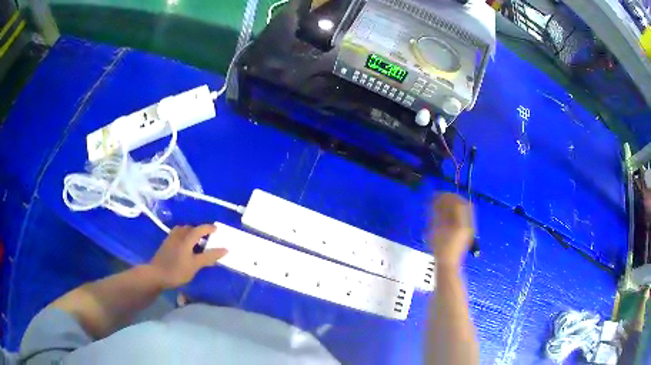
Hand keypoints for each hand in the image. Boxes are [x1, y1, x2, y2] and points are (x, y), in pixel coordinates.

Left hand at [148, 225, 227, 288]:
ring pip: (182, 231)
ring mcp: (170, 239)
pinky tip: (185, 247)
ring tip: (196, 242)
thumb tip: (225, 249)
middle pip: (190, 228)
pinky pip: (177, 235)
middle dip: (199, 230)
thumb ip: (209, 256)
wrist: (156, 274)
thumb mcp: (195, 265)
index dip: (208, 228)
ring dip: (190, 233)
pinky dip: (184, 237)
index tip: (217, 230)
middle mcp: (178, 235)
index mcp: (186, 238)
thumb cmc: (177, 270)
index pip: (199, 229)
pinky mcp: (166, 245)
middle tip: (207, 238)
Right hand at [429, 193, 473, 269]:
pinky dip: (457, 210)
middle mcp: (468, 223)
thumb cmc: (440, 248)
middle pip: (464, 204)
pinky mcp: (468, 230)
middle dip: (452, 198)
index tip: (438, 195)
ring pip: (465, 208)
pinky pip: (465, 215)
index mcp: (461, 223)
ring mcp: (469, 226)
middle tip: (441, 197)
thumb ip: (438, 214)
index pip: (457, 203)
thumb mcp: (436, 230)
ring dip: (455, 203)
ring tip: (444, 204)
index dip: (447, 196)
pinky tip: (448, 213)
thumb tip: (437, 201)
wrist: (448, 264)